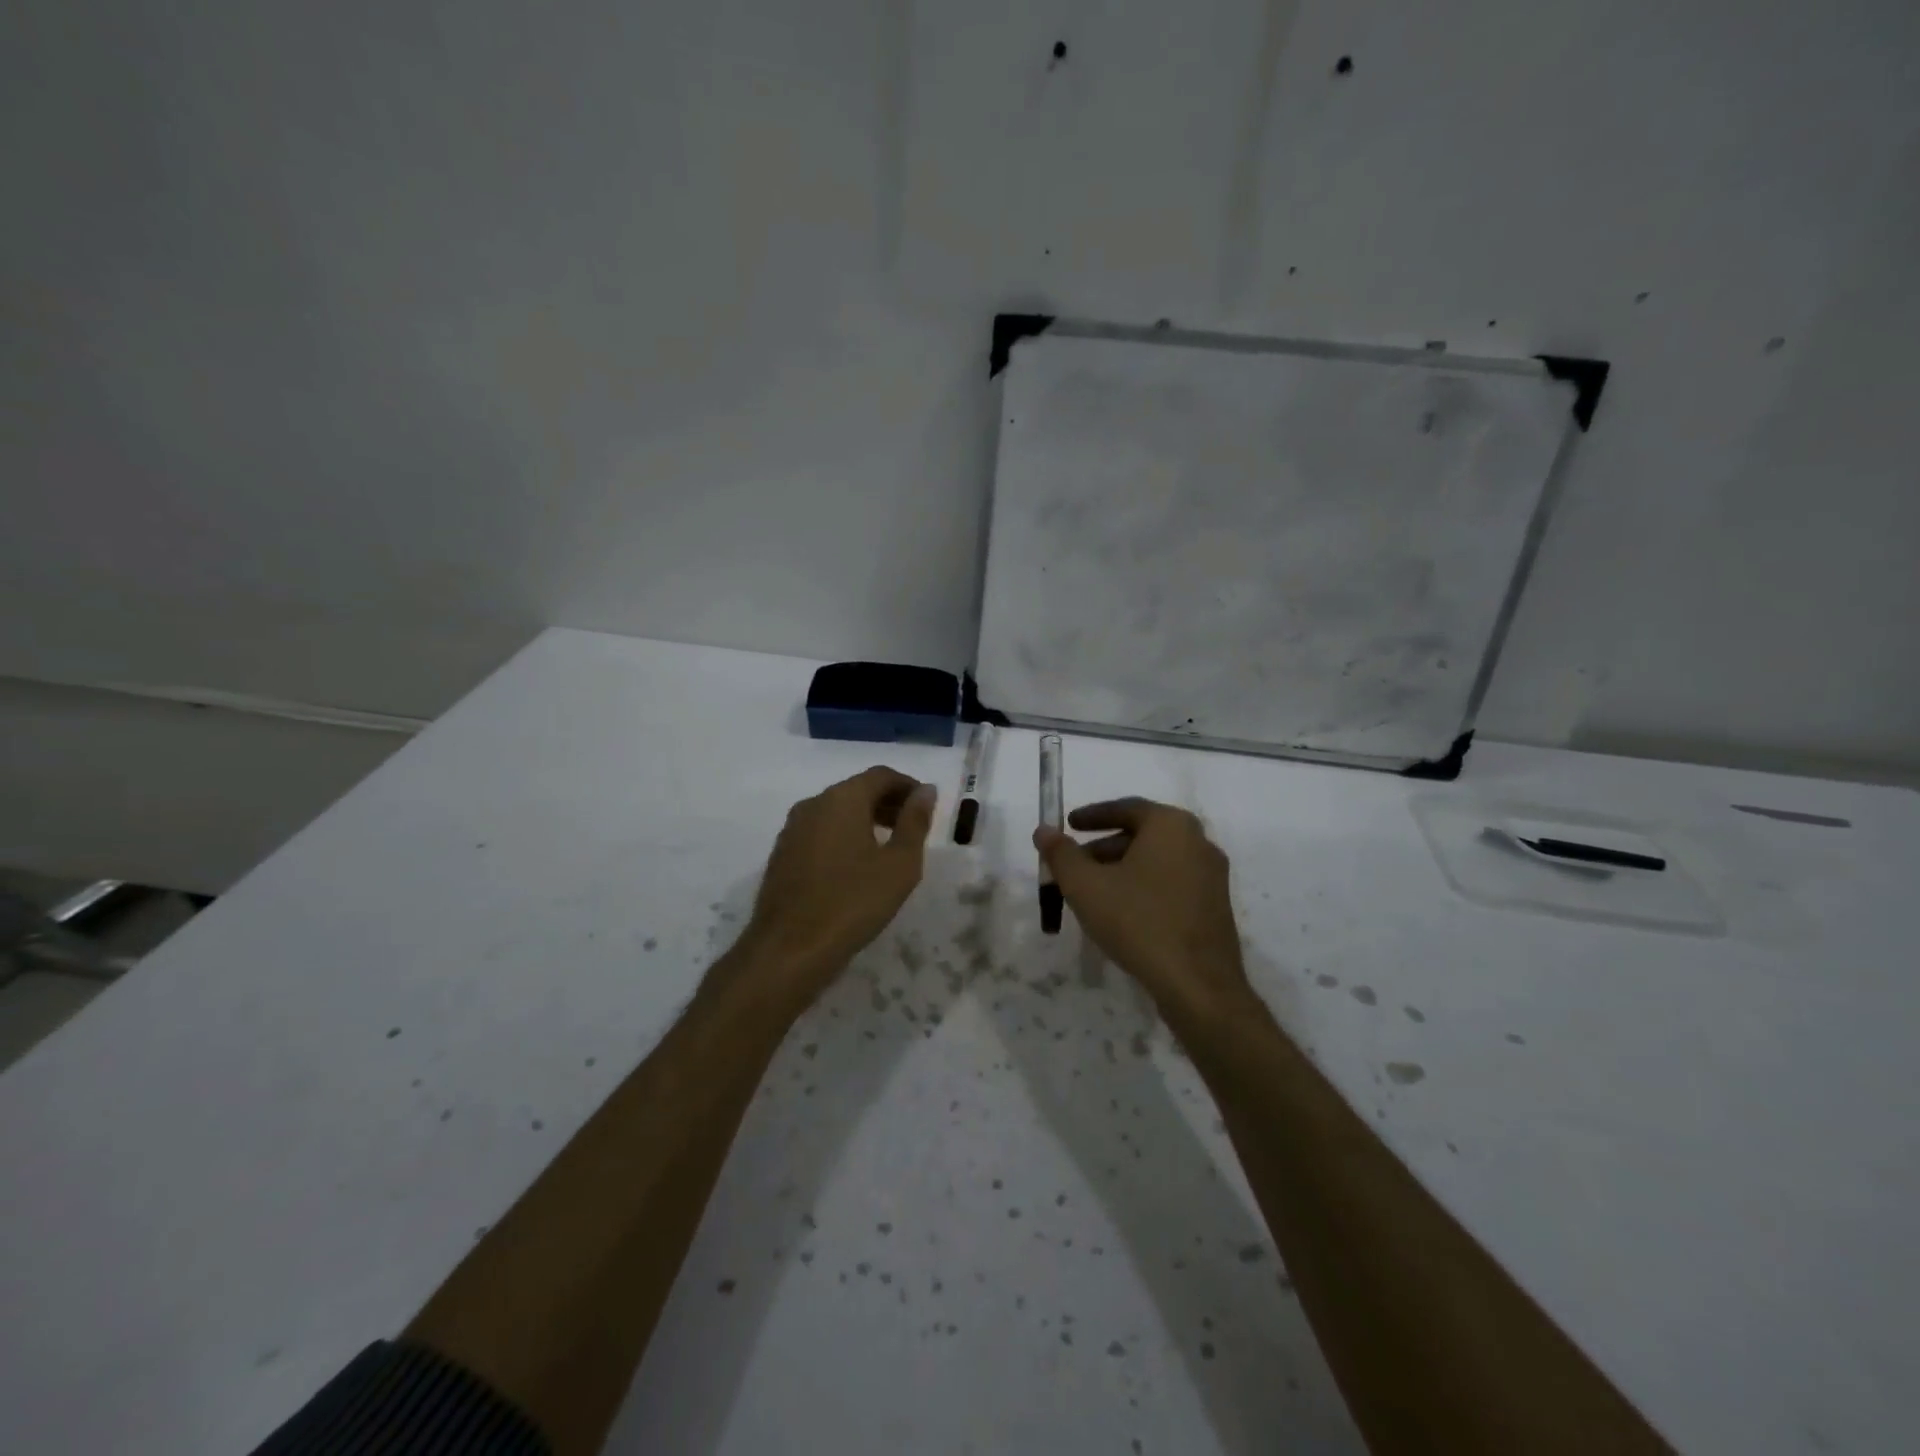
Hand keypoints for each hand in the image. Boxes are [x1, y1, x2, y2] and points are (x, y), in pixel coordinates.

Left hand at [738, 766, 935, 1004]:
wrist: (789, 950)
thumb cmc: (853, 903)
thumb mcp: (899, 864)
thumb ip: (915, 822)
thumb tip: (925, 790)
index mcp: (842, 799)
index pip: (881, 775)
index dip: (908, 786)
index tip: (927, 807)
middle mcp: (813, 804)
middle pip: (857, 790)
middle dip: (888, 803)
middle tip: (913, 828)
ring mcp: (792, 829)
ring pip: (837, 811)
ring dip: (866, 820)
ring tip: (889, 849)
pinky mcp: (782, 854)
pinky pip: (820, 831)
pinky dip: (844, 836)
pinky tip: (856, 867)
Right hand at [1034, 798, 1248, 1019]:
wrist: (1197, 984)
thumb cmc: (1137, 922)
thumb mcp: (1086, 886)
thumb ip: (1061, 854)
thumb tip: (1043, 830)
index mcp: (1171, 825)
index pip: (1126, 808)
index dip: (1092, 816)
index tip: (1069, 825)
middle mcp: (1198, 841)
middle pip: (1142, 834)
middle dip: (1104, 847)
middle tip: (1075, 863)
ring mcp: (1212, 875)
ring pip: (1158, 861)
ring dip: (1123, 868)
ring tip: (1093, 892)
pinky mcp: (1216, 906)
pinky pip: (1173, 883)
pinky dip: (1145, 886)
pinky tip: (1123, 912)